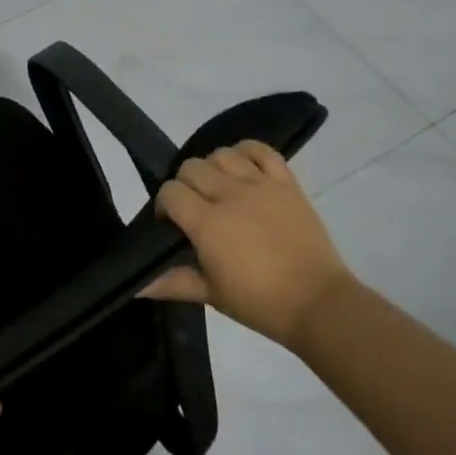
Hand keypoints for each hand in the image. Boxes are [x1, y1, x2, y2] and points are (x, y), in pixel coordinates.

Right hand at [142, 140, 354, 351]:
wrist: (318, 304)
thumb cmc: (260, 303)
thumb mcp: (211, 295)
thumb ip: (173, 282)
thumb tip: (136, 285)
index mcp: (207, 222)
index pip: (170, 192)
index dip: (164, 205)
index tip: (171, 224)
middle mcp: (230, 194)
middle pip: (191, 167)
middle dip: (184, 185)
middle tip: (195, 209)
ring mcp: (260, 185)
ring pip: (222, 154)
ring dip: (213, 167)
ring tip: (219, 188)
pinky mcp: (286, 183)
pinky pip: (262, 150)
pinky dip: (247, 151)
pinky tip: (243, 167)